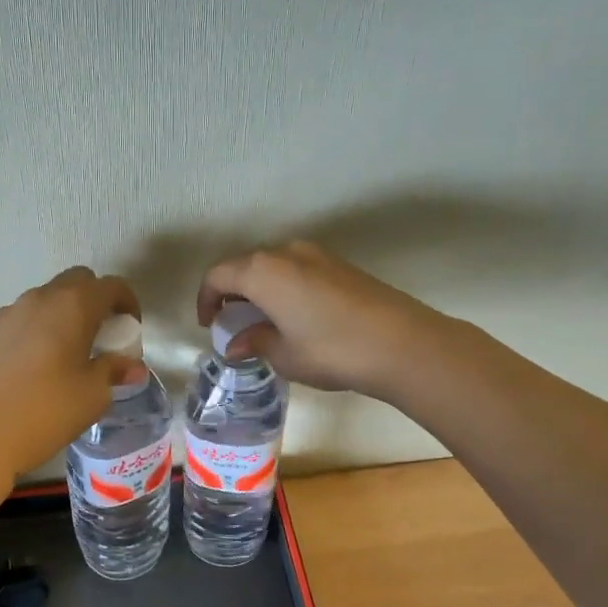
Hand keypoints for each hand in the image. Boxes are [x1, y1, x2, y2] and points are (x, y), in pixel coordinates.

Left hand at [0, 267, 142, 472]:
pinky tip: (43, 361)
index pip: (110, 286)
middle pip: (77, 281)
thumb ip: (115, 370)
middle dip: (96, 300)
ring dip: (67, 312)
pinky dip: (42, 326)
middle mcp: (41, 297)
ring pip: (48, 297)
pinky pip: (26, 316)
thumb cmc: (49, 409)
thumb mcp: (94, 393)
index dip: (127, 302)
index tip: (131, 328)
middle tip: (104, 335)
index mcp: (73, 305)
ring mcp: (11, 312)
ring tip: (73, 350)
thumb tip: (132, 366)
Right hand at [195, 241, 444, 396]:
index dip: (206, 299)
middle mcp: (286, 252)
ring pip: (273, 266)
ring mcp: (317, 255)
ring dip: (260, 290)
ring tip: (264, 323)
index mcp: (262, 271)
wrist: (401, 343)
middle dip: (232, 293)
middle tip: (233, 324)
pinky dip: (285, 288)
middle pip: (245, 265)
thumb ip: (254, 342)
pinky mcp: (341, 265)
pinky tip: (295, 317)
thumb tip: (235, 343)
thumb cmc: (330, 350)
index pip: (218, 275)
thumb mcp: (284, 354)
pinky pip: (298, 271)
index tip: (209, 325)